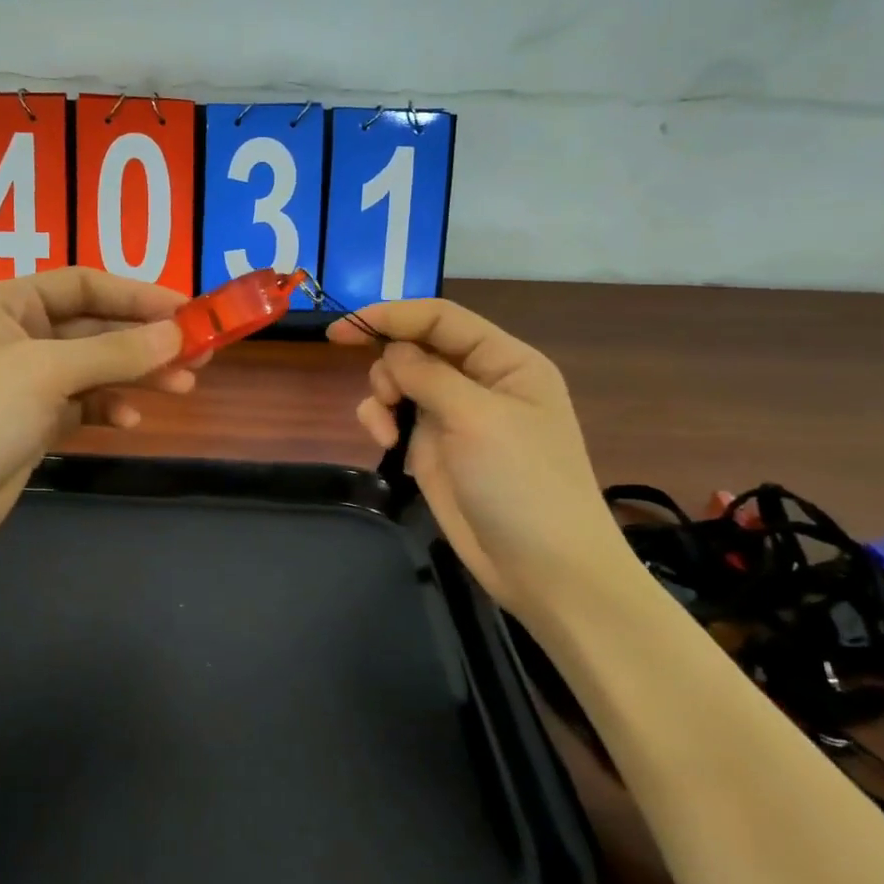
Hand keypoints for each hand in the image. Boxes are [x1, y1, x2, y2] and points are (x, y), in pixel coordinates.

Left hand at [0, 268, 190, 569]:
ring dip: (136, 375)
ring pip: (93, 368)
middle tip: (199, 354)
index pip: (83, 284)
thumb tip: (177, 334)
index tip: (188, 311)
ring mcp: (23, 382)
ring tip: (183, 387)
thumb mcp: (46, 372)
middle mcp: (15, 336)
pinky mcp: (31, 423)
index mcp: (5, 304)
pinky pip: (82, 404)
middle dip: (145, 340)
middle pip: (94, 327)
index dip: (137, 294)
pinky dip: (108, 407)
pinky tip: (130, 419)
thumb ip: (115, 351)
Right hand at [328, 300, 635, 617]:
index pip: (441, 319)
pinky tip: (385, 443)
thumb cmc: (522, 482)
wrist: (543, 568)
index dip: (391, 315)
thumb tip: (392, 349)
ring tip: (387, 431)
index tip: (341, 327)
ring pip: (400, 382)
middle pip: (416, 348)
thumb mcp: (477, 418)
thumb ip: (428, 375)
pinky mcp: (435, 450)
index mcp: (505, 361)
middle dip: (390, 365)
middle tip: (389, 398)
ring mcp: (455, 417)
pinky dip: (382, 422)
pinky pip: (396, 418)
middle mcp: (479, 382)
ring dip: (383, 397)